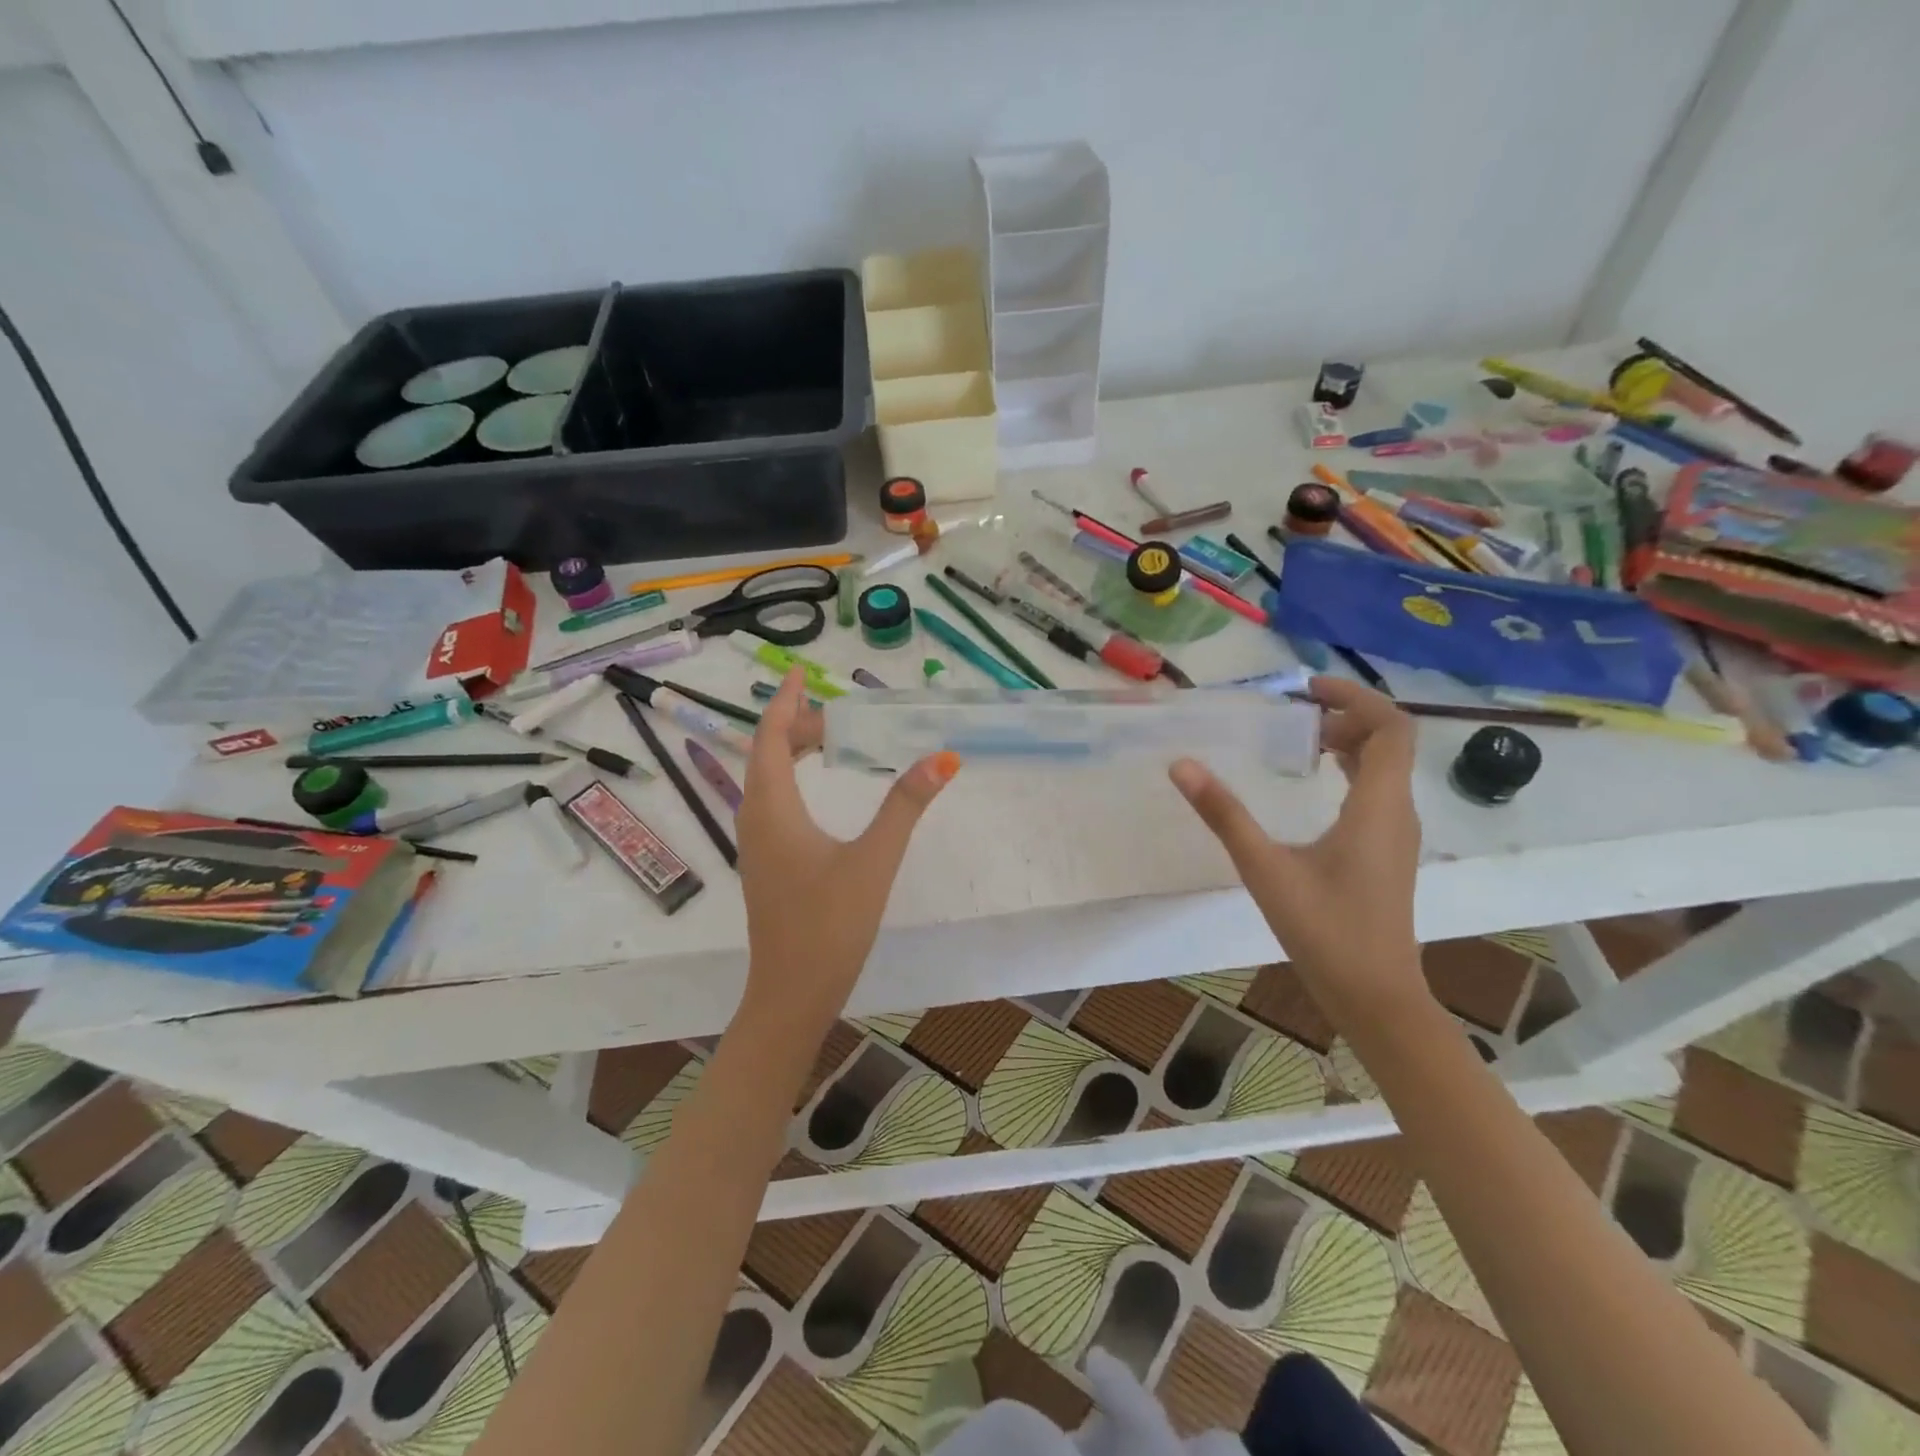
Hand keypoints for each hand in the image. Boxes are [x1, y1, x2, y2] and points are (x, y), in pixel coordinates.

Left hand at [735, 668, 959, 1028]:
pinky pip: (772, 803)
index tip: (801, 672)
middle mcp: (755, 818)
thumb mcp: (874, 860)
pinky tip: (819, 791)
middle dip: (797, 727)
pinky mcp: (767, 863)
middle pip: (767, 754)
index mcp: (772, 808)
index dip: (785, 701)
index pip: (770, 737)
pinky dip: (793, 780)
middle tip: (839, 717)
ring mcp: (757, 844)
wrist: (792, 993)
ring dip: (793, 753)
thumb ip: (905, 806)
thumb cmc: (829, 924)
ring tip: (831, 742)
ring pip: (767, 780)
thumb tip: (941, 758)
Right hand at [1169, 677, 1424, 1017]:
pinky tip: (1316, 785)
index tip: (1307, 689)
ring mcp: (1396, 834)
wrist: (1375, 995)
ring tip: (1302, 740)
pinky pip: (1378, 791)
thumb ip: (1224, 814)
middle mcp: (1397, 811)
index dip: (1355, 696)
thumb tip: (1181, 765)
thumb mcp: (1264, 868)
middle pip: (1391, 741)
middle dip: (1347, 716)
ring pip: (1386, 767)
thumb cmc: (1324, 931)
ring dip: (1351, 742)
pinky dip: (1352, 770)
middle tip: (1296, 715)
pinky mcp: (1388, 852)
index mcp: (1378, 805)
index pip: (1391, 727)